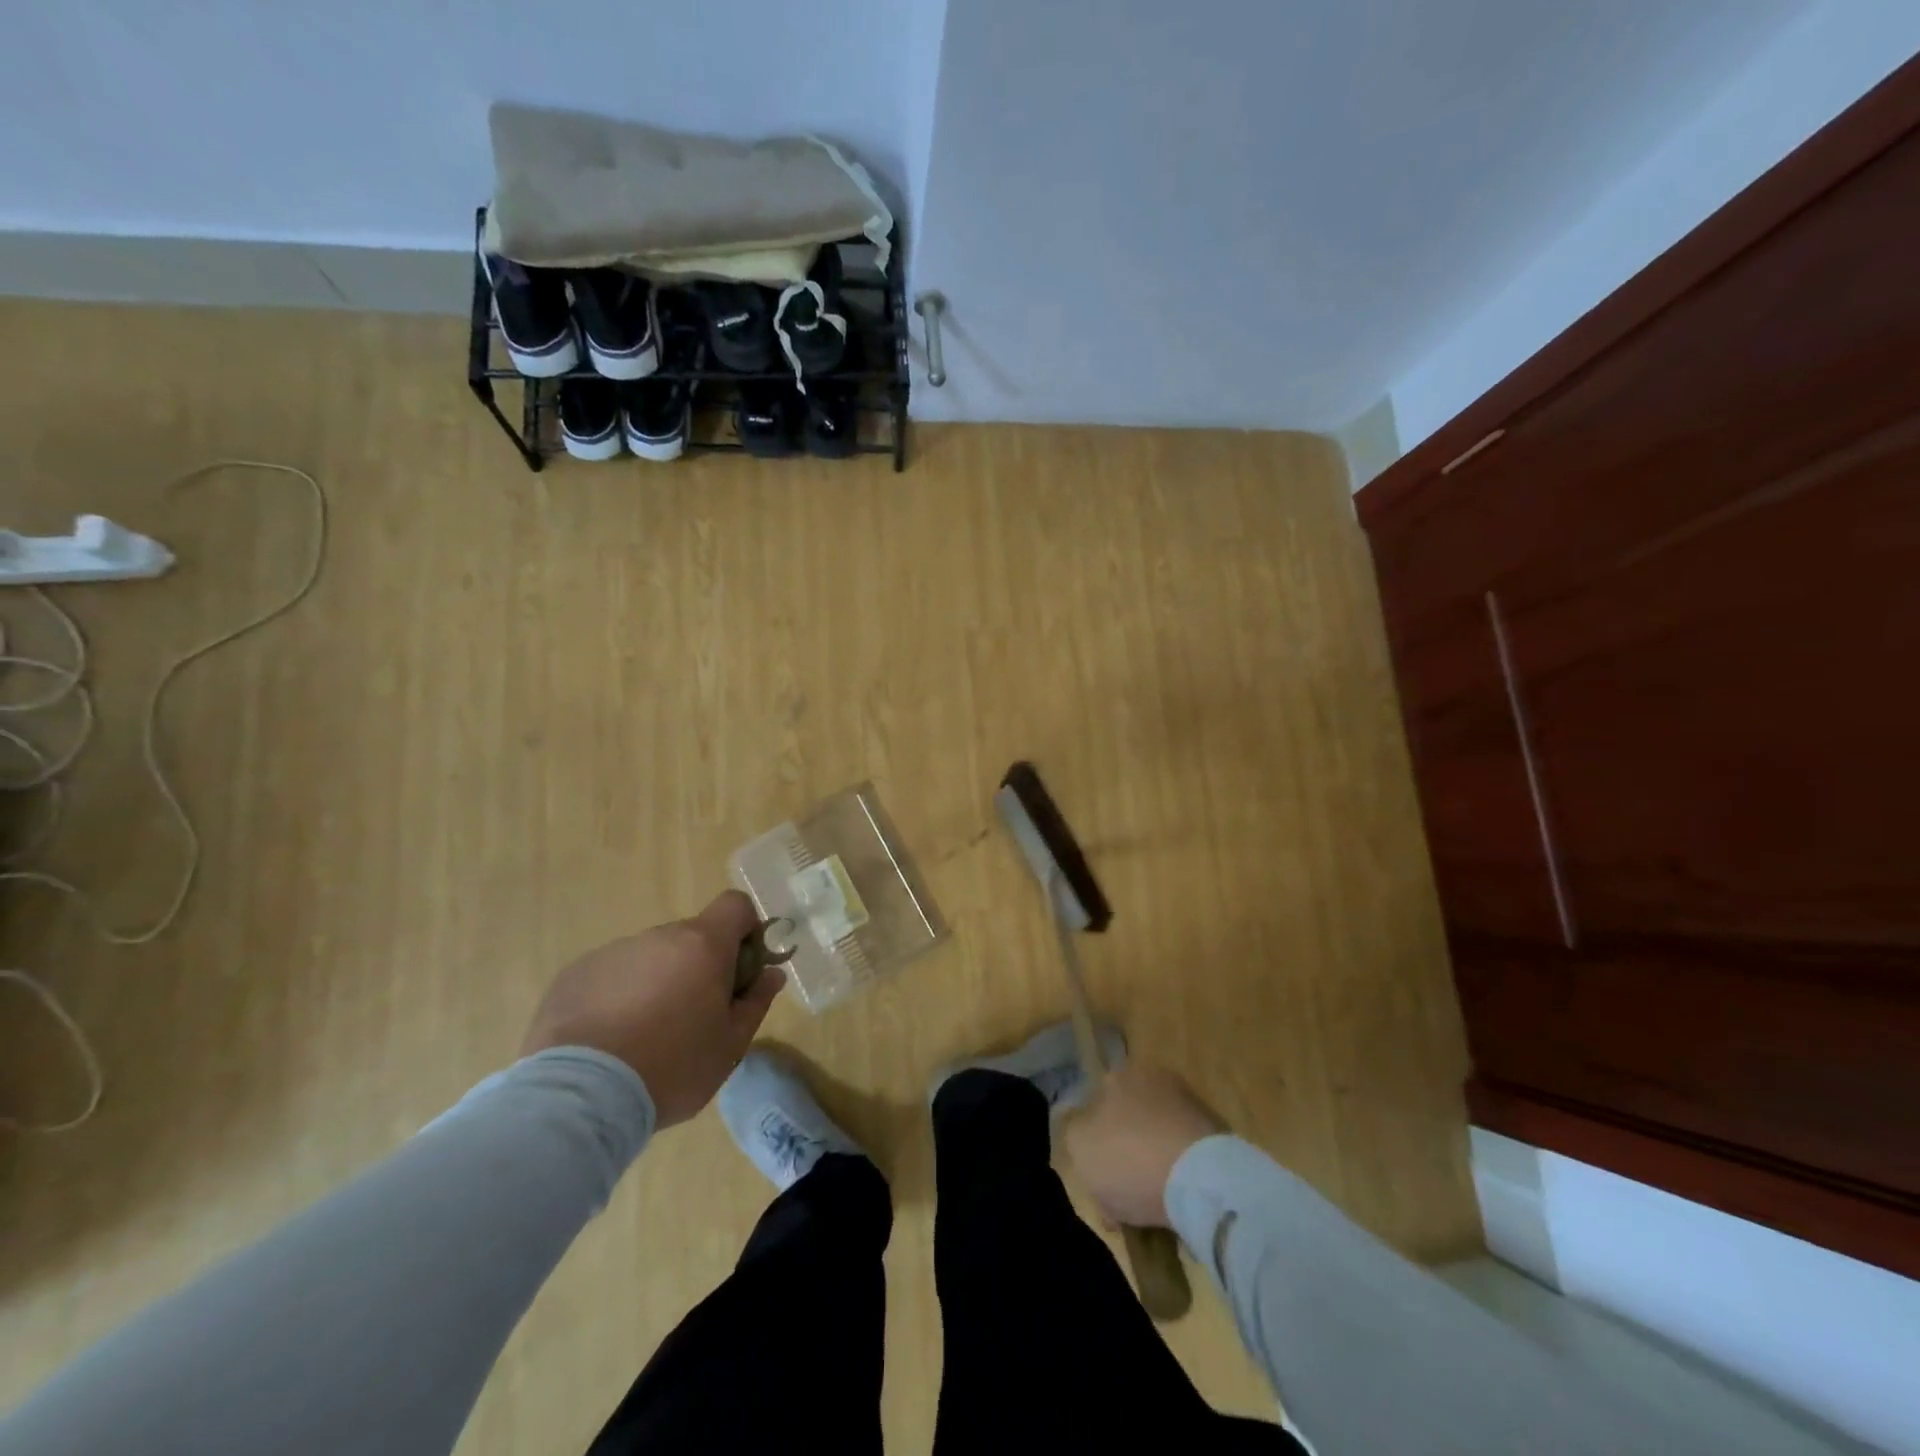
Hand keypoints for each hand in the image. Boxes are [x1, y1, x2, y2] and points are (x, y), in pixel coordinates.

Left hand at [521, 890, 783, 1127]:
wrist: (580, 1097)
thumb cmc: (672, 1068)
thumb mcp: (730, 1046)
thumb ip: (755, 1002)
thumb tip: (771, 975)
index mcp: (703, 945)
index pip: (735, 905)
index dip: (744, 931)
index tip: (739, 971)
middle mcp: (658, 937)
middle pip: (691, 936)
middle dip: (698, 966)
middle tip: (692, 1018)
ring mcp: (613, 953)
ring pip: (650, 957)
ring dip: (656, 982)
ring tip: (642, 1037)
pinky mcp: (574, 975)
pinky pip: (611, 975)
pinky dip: (617, 996)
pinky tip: (608, 1040)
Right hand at [1062, 1062, 1225, 1227]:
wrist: (1203, 1181)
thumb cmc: (1130, 1158)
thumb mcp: (1079, 1146)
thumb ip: (1074, 1131)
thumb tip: (1084, 1130)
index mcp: (1119, 1075)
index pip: (1098, 1103)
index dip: (1093, 1142)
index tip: (1096, 1175)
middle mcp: (1155, 1079)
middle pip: (1129, 1122)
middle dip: (1125, 1155)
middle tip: (1121, 1197)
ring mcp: (1190, 1105)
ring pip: (1158, 1141)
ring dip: (1153, 1168)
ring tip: (1150, 1212)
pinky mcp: (1219, 1136)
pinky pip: (1186, 1159)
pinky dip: (1179, 1179)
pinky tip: (1176, 1208)